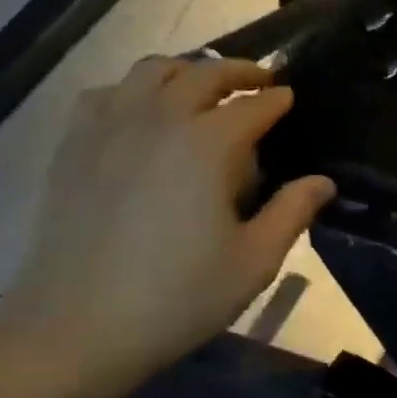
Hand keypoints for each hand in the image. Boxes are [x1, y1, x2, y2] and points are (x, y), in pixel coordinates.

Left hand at [1, 55, 334, 397]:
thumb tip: (323, 182)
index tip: (290, 98)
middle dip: (237, 72)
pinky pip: (107, 94)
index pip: (252, 105)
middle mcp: (158, 120)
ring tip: (203, 87)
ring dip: (186, 71)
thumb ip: (292, 213)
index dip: (276, 99)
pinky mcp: (73, 146)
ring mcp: (108, 128)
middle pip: (202, 74)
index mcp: (207, 145)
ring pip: (150, 71)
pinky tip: (142, 112)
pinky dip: (135, 89)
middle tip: (259, 81)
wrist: (78, 327)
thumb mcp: (254, 262)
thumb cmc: (179, 297)